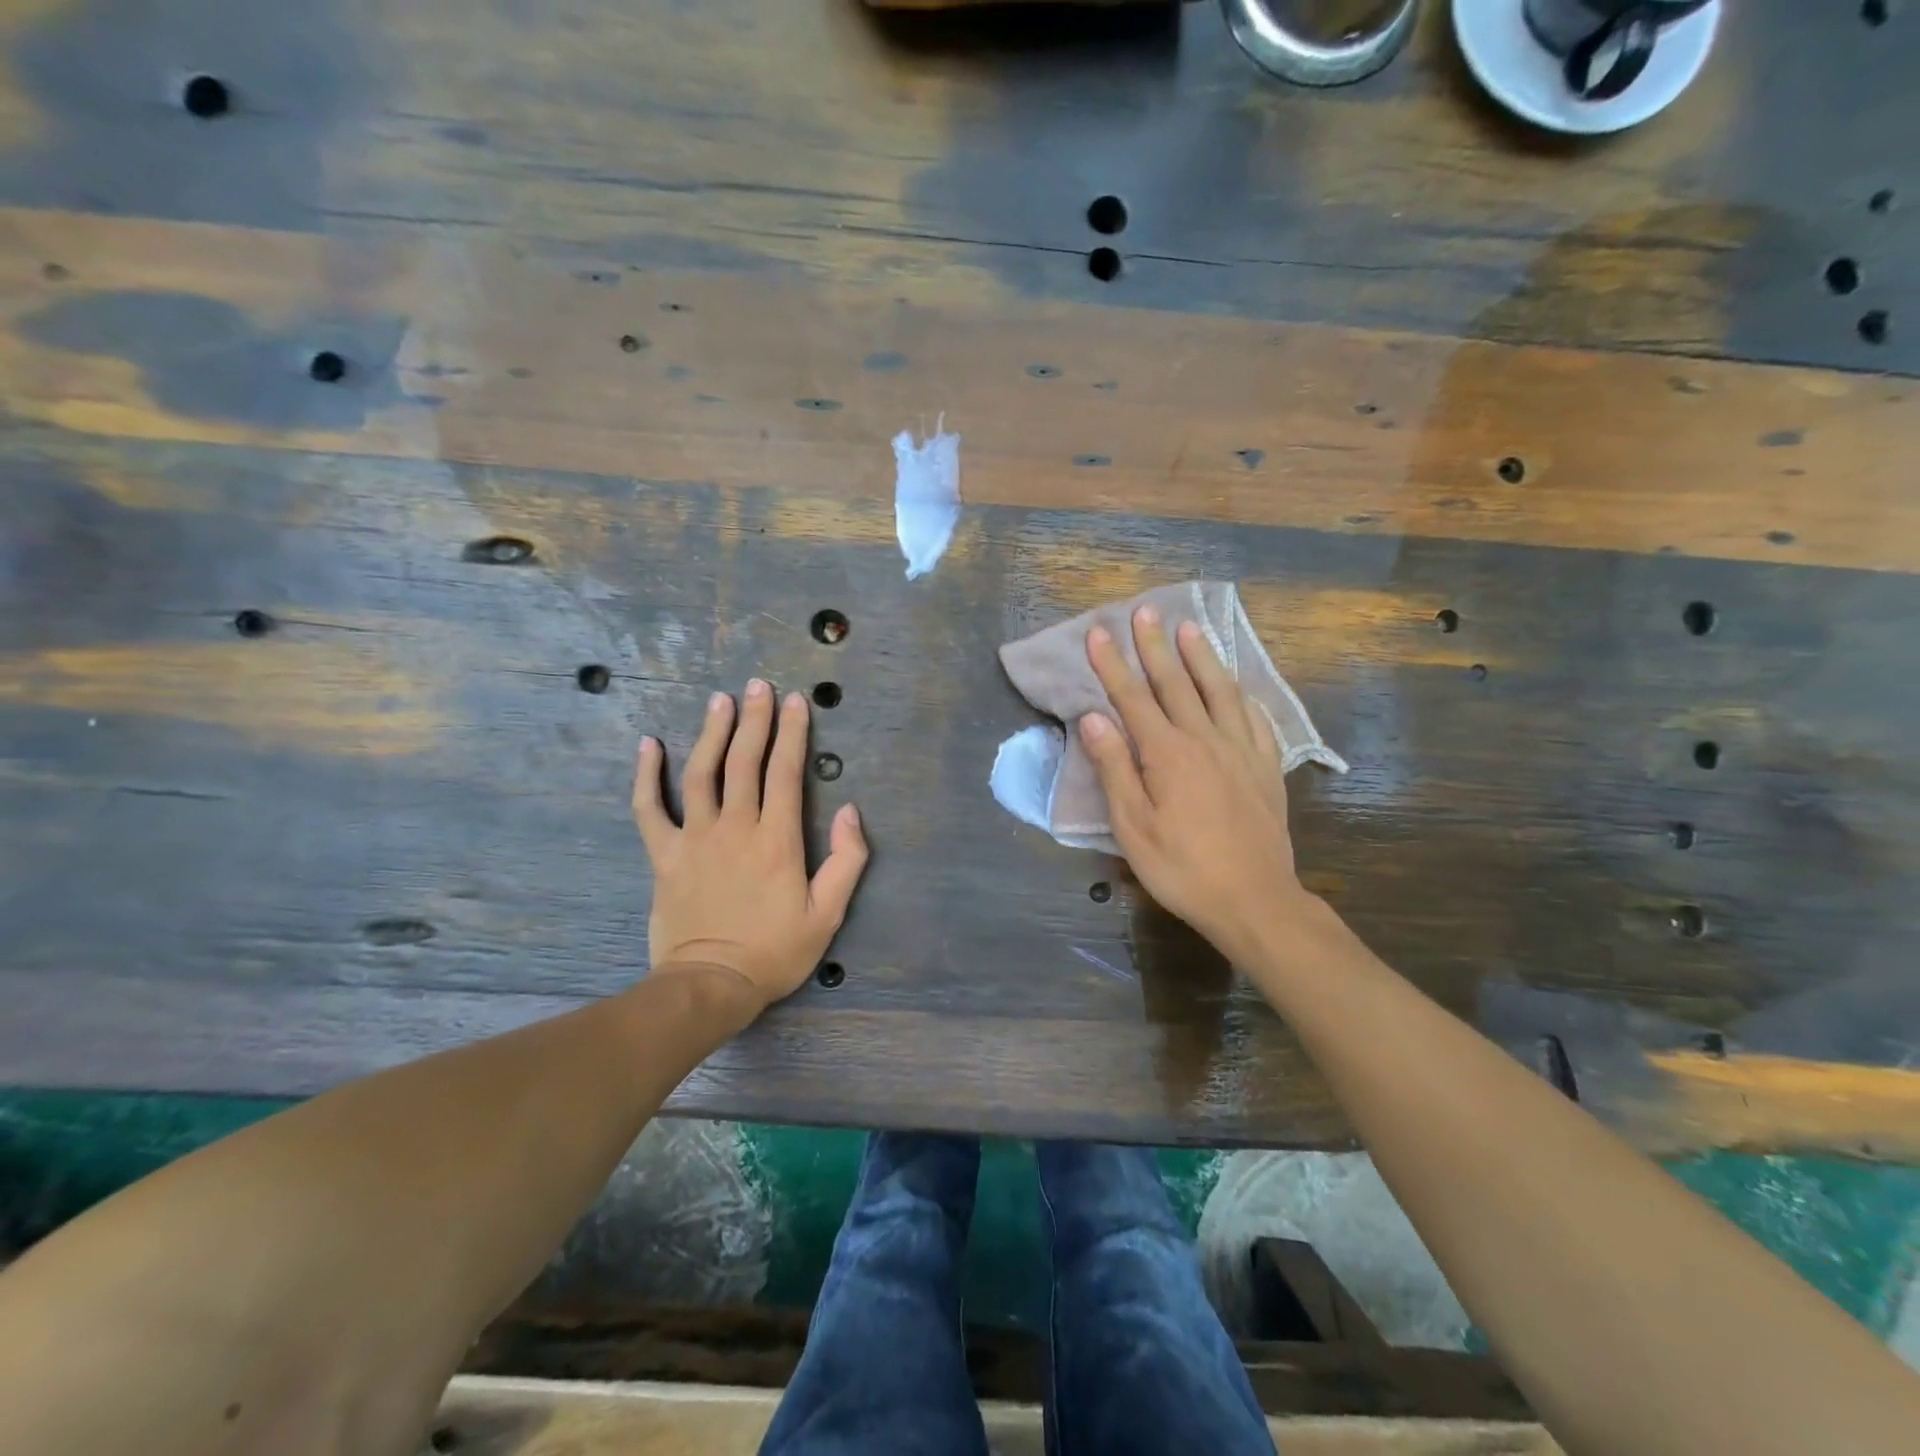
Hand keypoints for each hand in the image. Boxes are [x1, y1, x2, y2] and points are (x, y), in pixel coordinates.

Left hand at [633, 680, 868, 1014]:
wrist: (710, 986)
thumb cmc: (775, 952)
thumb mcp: (828, 914)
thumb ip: (847, 860)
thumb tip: (852, 811)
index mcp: (777, 840)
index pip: (786, 772)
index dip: (792, 733)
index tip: (795, 701)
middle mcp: (736, 827)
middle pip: (744, 762)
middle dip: (754, 720)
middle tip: (758, 685)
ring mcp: (695, 838)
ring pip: (702, 774)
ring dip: (711, 733)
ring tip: (719, 700)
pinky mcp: (665, 855)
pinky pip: (649, 808)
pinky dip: (646, 776)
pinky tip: (649, 745)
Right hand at [1080, 606, 1314, 967]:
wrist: (1255, 900)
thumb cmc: (1182, 869)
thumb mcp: (1133, 827)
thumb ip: (1114, 769)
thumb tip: (1094, 718)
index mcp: (1167, 754)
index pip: (1133, 698)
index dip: (1113, 664)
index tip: (1099, 632)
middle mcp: (1205, 740)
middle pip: (1175, 683)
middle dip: (1155, 646)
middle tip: (1143, 611)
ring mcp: (1241, 750)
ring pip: (1218, 690)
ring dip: (1201, 656)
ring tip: (1188, 627)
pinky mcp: (1265, 767)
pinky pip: (1253, 717)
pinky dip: (1239, 693)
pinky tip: (1235, 684)